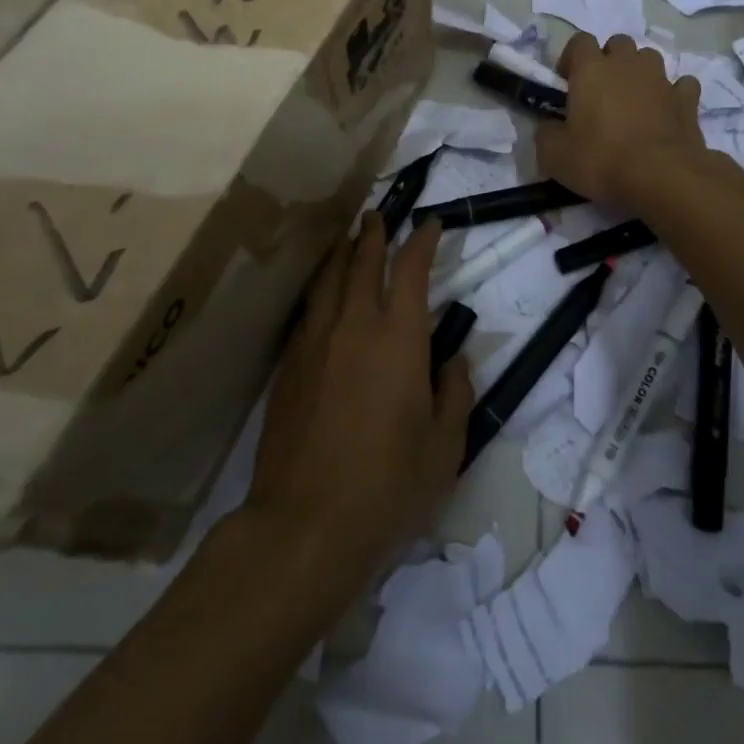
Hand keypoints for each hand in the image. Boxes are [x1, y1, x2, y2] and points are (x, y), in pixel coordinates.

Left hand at [244, 214, 470, 602]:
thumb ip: (454, 393)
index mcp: (399, 338)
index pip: (411, 270)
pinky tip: (323, 295)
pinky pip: (308, 311)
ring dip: (342, 253)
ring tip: (349, 238)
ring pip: (328, 280)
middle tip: (380, 216)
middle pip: (363, 262)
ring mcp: (315, 344)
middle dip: (374, 234)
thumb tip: (451, 359)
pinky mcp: (288, 368)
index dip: (422, 241)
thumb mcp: (445, 447)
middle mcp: (354, 326)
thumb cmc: (388, 488)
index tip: (430, 224)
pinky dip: (320, 289)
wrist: (304, 527)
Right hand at [536, 32, 720, 206]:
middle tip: (601, 91)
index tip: (567, 83)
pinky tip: (667, 111)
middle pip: (618, 43)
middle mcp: (627, 64)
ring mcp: (661, 79)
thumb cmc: (601, 160)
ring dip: (640, 72)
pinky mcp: (687, 99)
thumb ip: (546, 133)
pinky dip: (674, 94)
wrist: (661, 177)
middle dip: (609, 59)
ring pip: (650, 58)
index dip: (572, 58)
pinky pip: (681, 85)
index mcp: (591, 70)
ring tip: (634, 100)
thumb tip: (549, 127)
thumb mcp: (554, 155)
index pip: (579, 41)